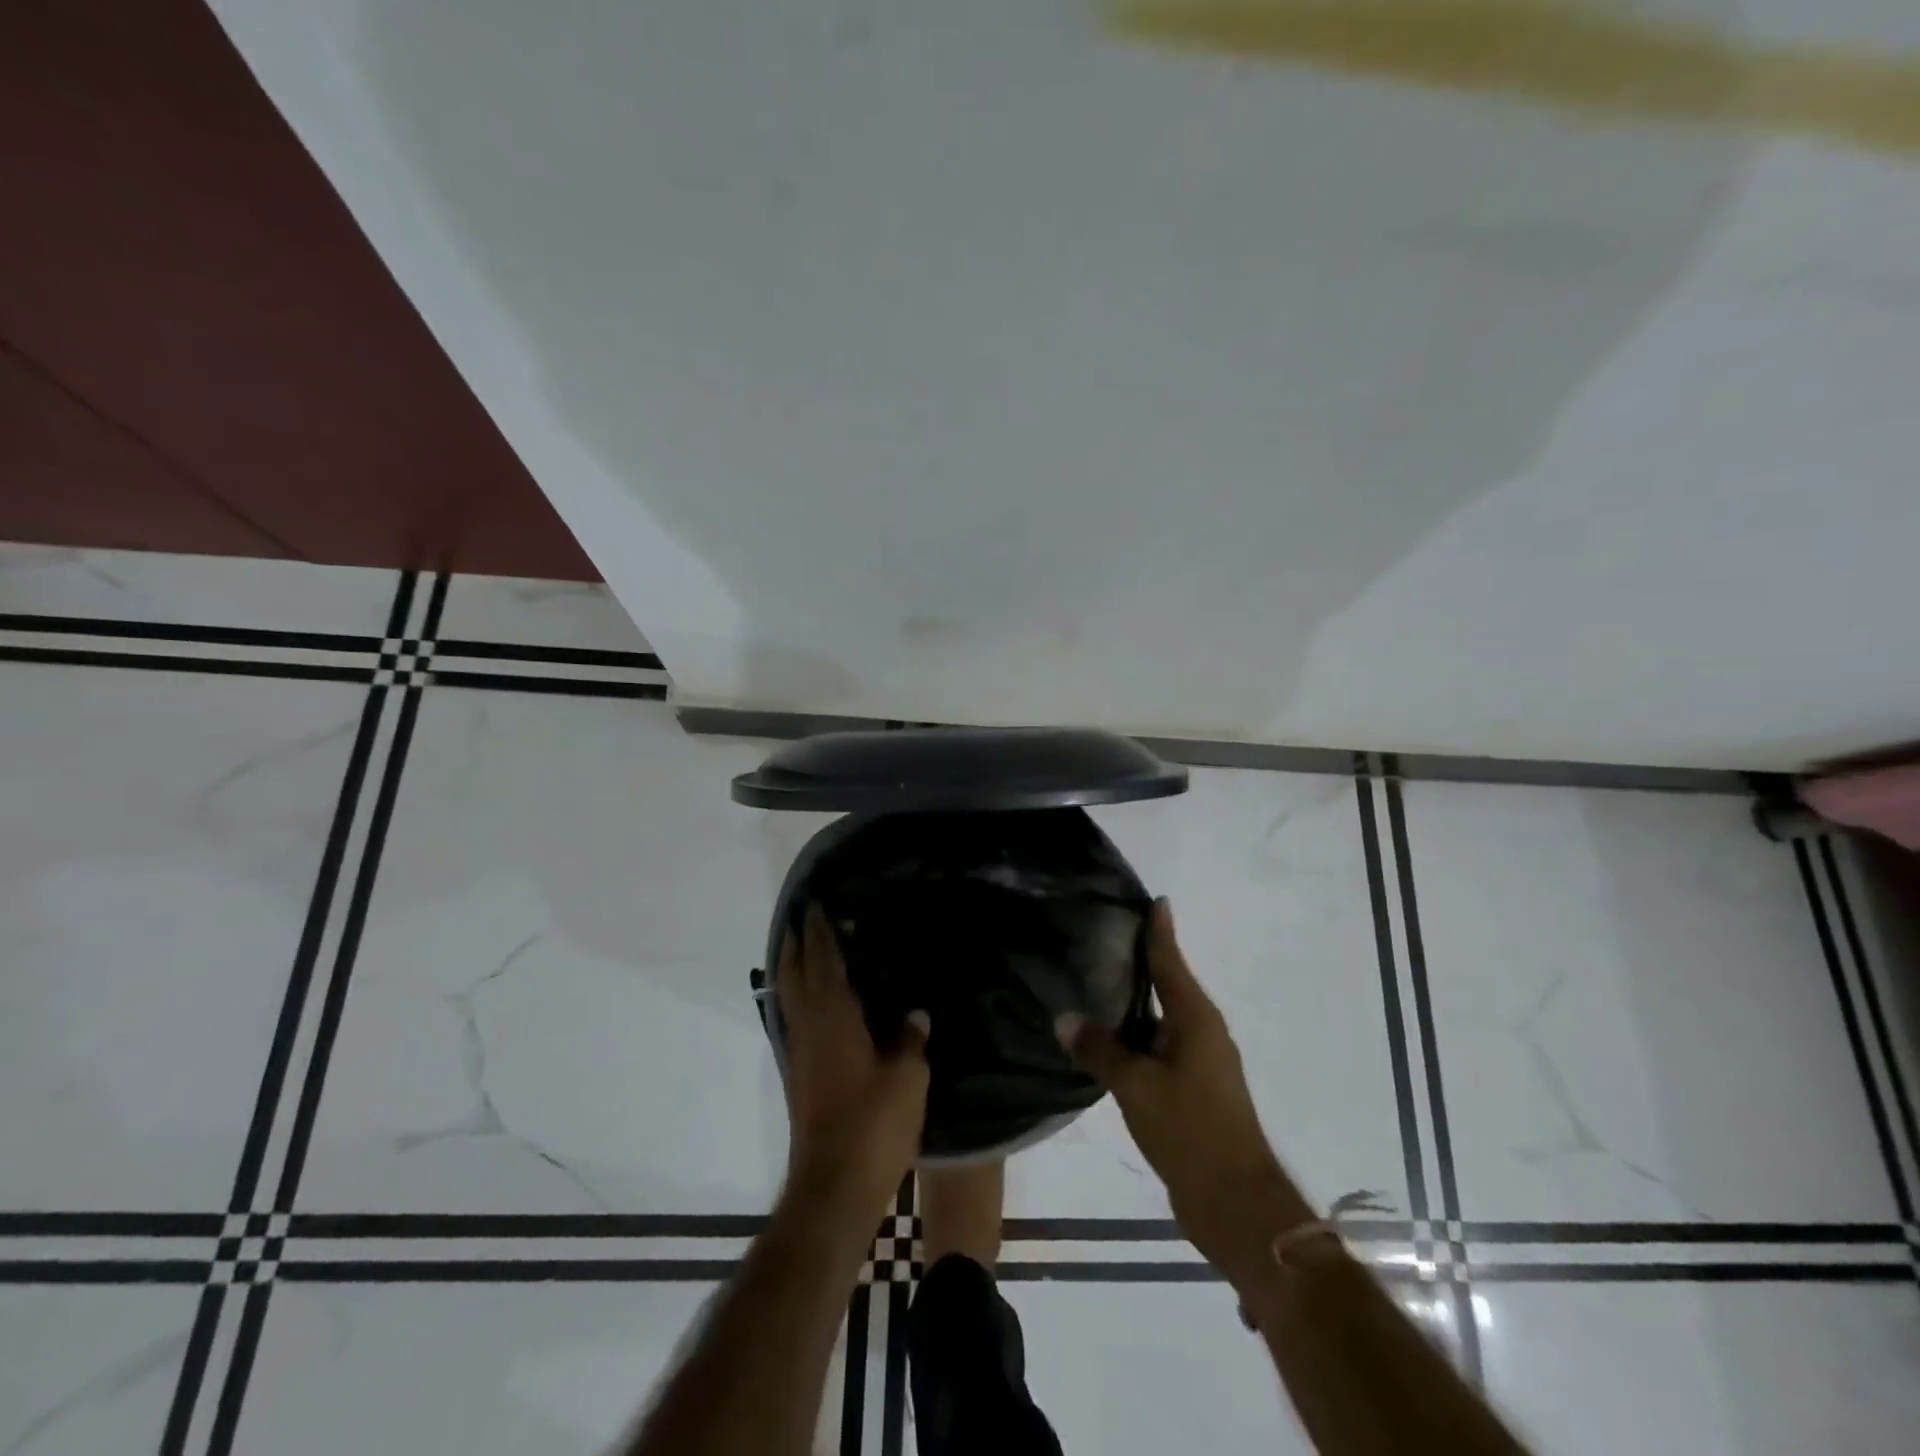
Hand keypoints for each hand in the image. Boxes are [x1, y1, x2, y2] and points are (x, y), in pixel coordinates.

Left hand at [779, 904, 929, 1212]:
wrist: (833, 1187)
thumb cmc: (872, 1125)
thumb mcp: (908, 1078)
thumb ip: (911, 1039)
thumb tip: (915, 1013)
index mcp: (833, 1016)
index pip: (822, 959)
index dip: (819, 929)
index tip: (816, 903)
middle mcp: (809, 1026)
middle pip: (794, 972)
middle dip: (796, 942)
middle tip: (804, 917)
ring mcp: (799, 1051)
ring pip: (789, 996)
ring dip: (793, 968)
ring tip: (806, 949)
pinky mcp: (799, 1074)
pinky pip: (795, 1018)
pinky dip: (799, 996)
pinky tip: (817, 1002)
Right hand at [1058, 901, 1311, 1283]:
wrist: (1237, 1205)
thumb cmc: (1191, 1131)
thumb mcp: (1137, 1087)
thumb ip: (1101, 1050)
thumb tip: (1064, 1017)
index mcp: (1196, 1018)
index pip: (1171, 959)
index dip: (1159, 929)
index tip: (1151, 898)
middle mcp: (1202, 1031)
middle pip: (1168, 983)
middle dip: (1141, 960)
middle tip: (1102, 935)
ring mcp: (1200, 1061)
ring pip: (1162, 1017)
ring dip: (1135, 1000)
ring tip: (1096, 980)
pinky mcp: (1193, 1088)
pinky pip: (1159, 1046)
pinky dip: (1136, 1034)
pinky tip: (1108, 1038)